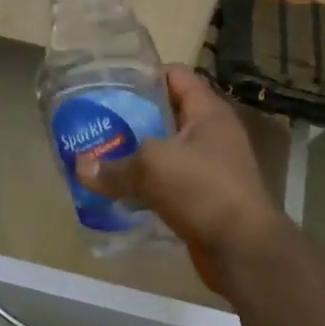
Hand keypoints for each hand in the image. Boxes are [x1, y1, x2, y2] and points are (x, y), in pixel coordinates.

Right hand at [76, 67, 289, 293]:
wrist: (244, 251)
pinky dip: (145, 184)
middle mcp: (211, 134)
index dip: (144, 75)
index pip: (175, 75)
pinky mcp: (203, 197)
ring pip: (165, 150)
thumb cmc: (203, 189)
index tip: (111, 83)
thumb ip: (114, 166)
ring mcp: (210, 167)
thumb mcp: (152, 167)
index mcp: (208, 111)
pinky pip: (168, 182)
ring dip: (136, 154)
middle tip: (98, 120)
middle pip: (166, 113)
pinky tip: (118, 190)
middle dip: (132, 117)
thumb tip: (80, 167)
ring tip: (101, 154)